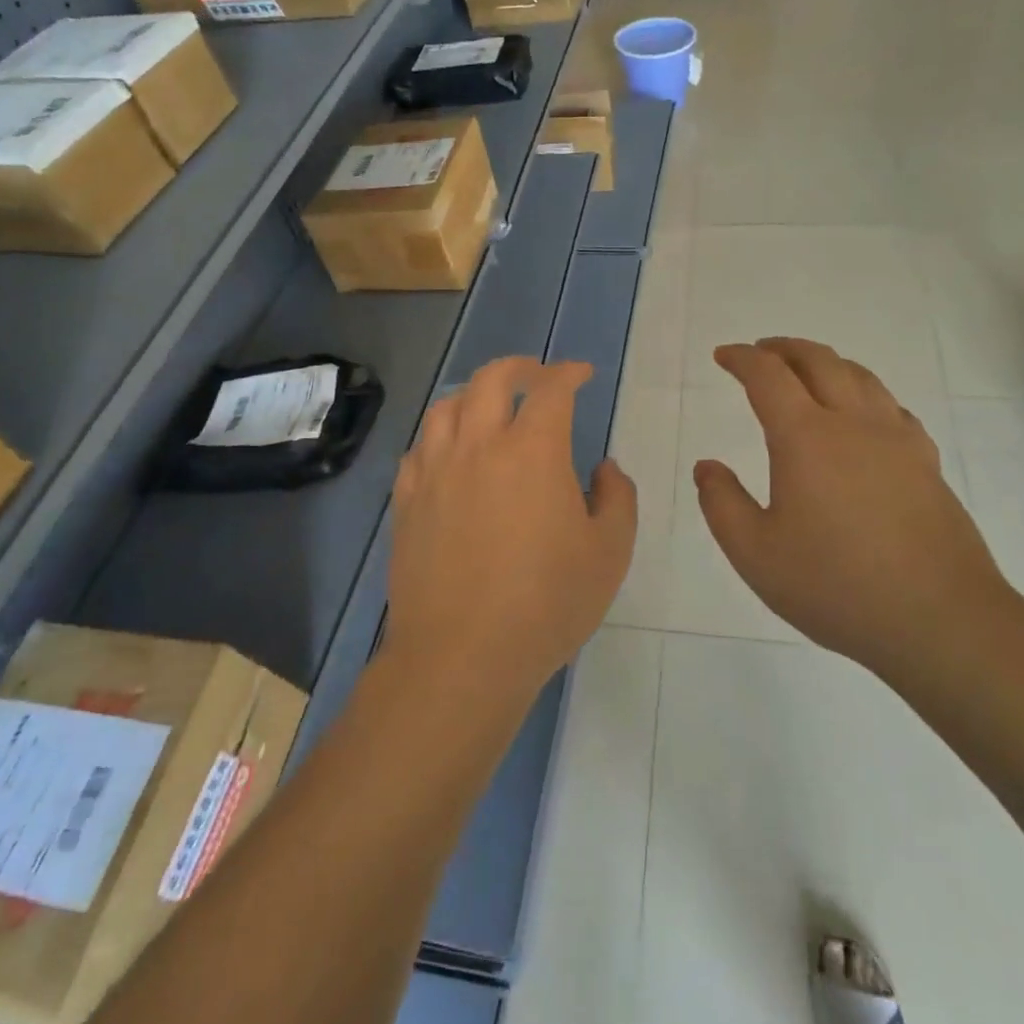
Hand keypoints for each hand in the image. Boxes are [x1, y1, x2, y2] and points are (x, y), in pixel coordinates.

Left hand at [385, 357, 636, 700]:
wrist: (462, 655)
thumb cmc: (547, 603)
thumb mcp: (609, 552)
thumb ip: (617, 497)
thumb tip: (604, 467)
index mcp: (532, 450)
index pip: (551, 389)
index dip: (569, 373)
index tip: (581, 374)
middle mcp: (478, 445)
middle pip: (491, 380)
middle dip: (520, 367)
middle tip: (538, 376)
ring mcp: (435, 471)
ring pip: (447, 406)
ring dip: (474, 394)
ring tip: (490, 408)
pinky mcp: (407, 501)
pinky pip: (419, 448)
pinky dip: (440, 436)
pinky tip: (450, 454)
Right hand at [694, 339, 1009, 677]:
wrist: (940, 619)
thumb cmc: (836, 586)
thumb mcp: (755, 554)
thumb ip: (722, 504)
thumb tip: (707, 466)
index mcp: (805, 437)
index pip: (768, 375)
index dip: (742, 358)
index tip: (723, 355)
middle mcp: (853, 423)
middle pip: (818, 360)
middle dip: (783, 348)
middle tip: (761, 352)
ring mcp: (897, 440)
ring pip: (860, 376)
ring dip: (825, 362)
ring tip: (806, 372)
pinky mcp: (926, 462)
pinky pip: (892, 406)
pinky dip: (865, 393)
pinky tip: (862, 416)